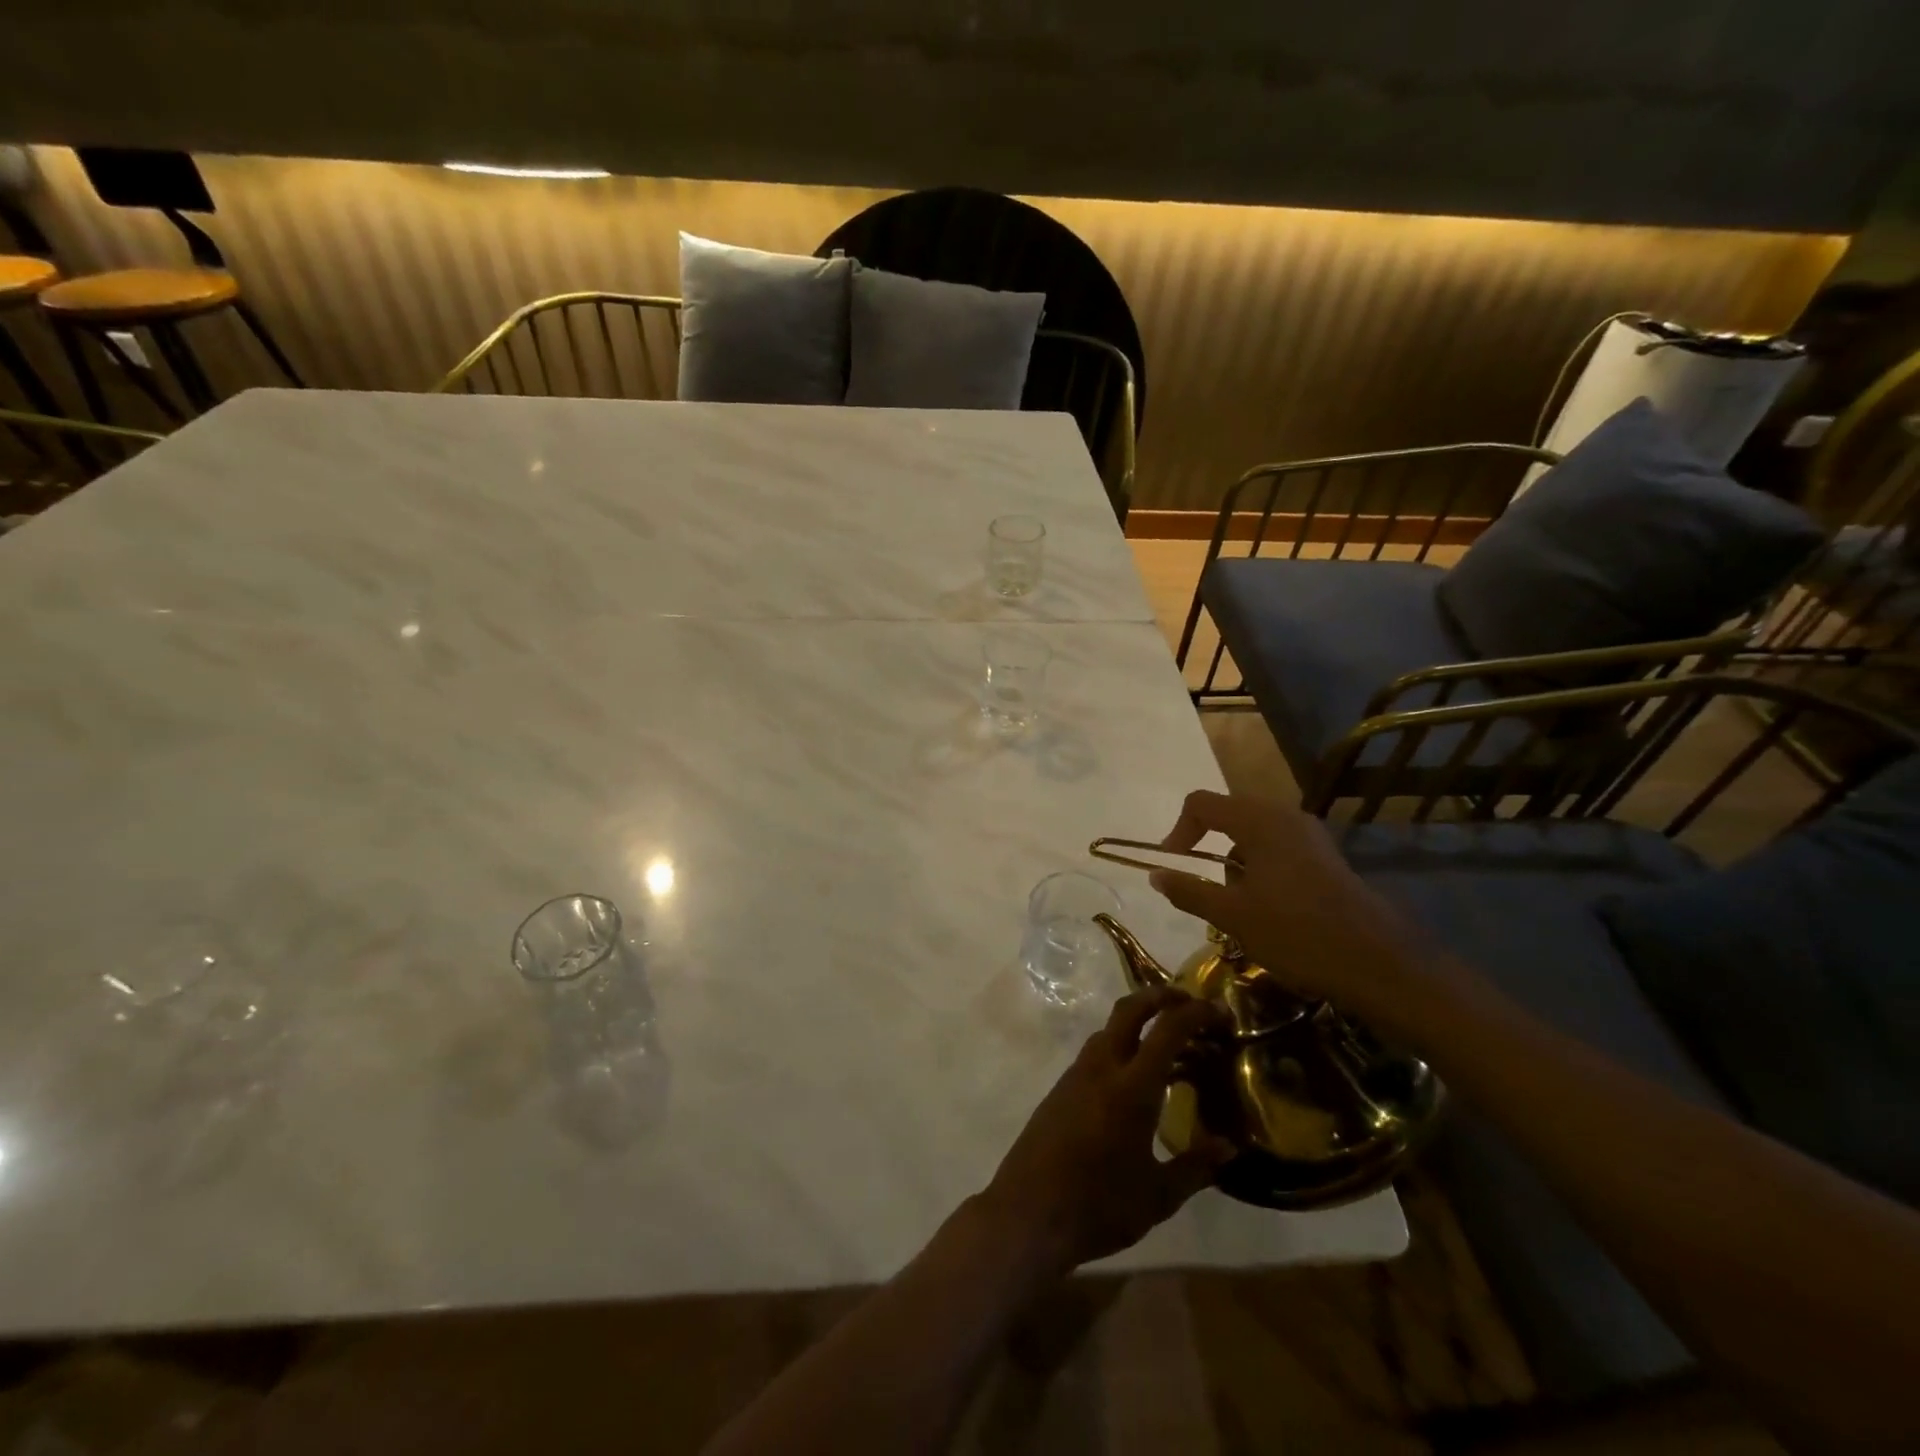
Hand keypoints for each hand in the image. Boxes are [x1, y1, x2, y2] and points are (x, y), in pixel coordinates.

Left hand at [979, 987, 1234, 1274]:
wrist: (1028, 1213)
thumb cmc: (1100, 1206)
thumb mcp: (1159, 1196)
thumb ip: (1196, 1166)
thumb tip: (1229, 1146)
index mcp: (1132, 1087)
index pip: (1167, 1030)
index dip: (1195, 1013)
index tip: (1219, 1011)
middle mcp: (1102, 1068)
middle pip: (1129, 1009)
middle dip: (1160, 996)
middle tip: (1189, 1004)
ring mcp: (1076, 1075)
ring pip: (1109, 1029)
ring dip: (1138, 1022)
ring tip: (1168, 1044)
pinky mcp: (1061, 1088)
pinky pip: (1096, 1052)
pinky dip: (1121, 1047)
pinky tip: (1136, 1079)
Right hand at [1147, 790, 1463, 1036]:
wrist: (1379, 963)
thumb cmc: (1297, 934)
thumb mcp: (1232, 916)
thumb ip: (1189, 890)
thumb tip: (1155, 873)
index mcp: (1258, 821)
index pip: (1201, 803)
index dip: (1179, 830)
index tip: (1173, 865)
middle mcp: (1284, 816)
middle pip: (1228, 812)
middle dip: (1207, 844)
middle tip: (1203, 885)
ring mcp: (1309, 835)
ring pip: (1254, 831)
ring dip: (1234, 858)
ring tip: (1236, 901)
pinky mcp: (1325, 855)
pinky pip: (1278, 845)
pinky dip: (1260, 865)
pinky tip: (1267, 904)